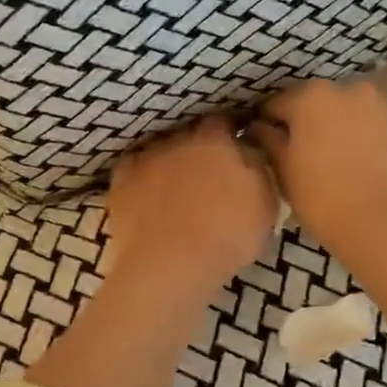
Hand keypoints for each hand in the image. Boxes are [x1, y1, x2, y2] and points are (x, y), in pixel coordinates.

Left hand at [103, 115, 278, 300]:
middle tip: (208, 171)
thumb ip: (257, 167)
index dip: (229, 132)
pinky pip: (134, 168)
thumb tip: (248, 148)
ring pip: (161, 149)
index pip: (223, 121)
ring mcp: (146, 158)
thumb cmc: (227, 236)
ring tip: (176, 185)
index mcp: (215, 141)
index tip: (235, 146)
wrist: (169, 264)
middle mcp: (177, 140)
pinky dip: (142, 175)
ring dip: (169, 160)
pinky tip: (147, 192)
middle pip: (190, 134)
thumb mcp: (265, 203)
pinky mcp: (121, 180)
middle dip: (199, 146)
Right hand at [248, 74, 386, 259]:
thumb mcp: (283, 171)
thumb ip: (268, 140)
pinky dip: (370, 136)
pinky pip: (379, 124)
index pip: (278, 104)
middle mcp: (349, 88)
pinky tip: (367, 164)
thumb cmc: (323, 197)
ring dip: (343, 126)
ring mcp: (384, 103)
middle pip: (319, 102)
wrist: (386, 222)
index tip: (267, 144)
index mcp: (311, 96)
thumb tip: (259, 127)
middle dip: (310, 122)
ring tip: (340, 159)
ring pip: (352, 111)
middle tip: (305, 154)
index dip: (269, 124)